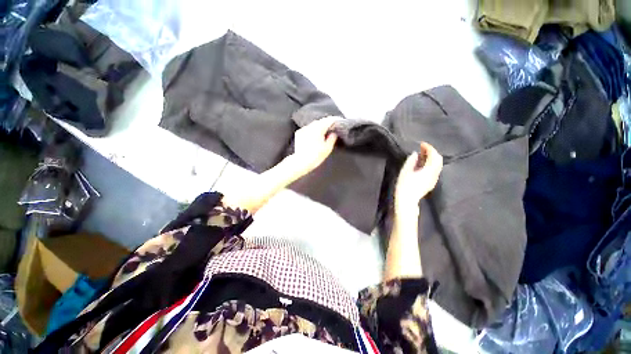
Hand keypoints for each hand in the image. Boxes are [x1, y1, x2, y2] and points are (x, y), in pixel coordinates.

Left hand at [286, 116, 339, 177]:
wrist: (300, 162)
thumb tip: (333, 133)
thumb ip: (332, 138)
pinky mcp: (298, 134)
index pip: (328, 120)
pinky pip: (307, 129)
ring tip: (324, 132)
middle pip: (320, 121)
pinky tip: (314, 136)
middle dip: (326, 123)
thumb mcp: (327, 148)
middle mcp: (310, 126)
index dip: (334, 120)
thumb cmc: (315, 156)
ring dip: (319, 126)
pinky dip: (312, 130)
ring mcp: (303, 129)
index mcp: (318, 128)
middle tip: (332, 127)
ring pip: (313, 125)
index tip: (339, 122)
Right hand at [394, 142, 442, 216]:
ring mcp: (434, 179)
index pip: (434, 156)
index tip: (421, 144)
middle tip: (422, 148)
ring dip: (431, 158)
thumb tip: (415, 154)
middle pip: (438, 160)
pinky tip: (422, 164)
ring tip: (422, 155)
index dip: (429, 148)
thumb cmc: (404, 185)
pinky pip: (434, 170)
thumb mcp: (405, 171)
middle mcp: (434, 174)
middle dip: (432, 152)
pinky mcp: (431, 183)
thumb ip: (411, 161)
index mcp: (429, 170)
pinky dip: (431, 164)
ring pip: (437, 165)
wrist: (407, 200)